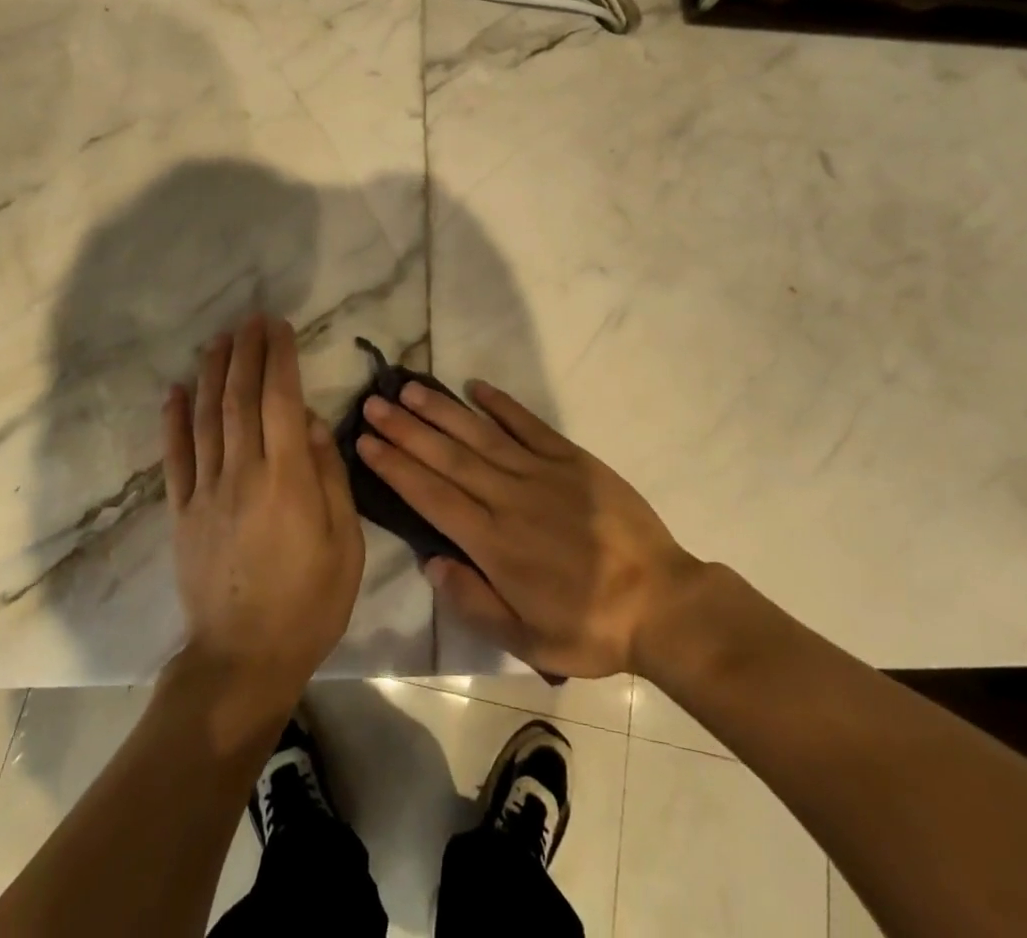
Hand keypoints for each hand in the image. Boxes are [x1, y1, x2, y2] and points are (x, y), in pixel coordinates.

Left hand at [163, 315, 363, 733]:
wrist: (243, 659)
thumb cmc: (309, 602)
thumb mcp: (345, 542)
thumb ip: (329, 476)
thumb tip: (310, 422)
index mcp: (287, 479)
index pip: (280, 400)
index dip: (279, 358)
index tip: (279, 326)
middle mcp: (242, 473)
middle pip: (240, 398)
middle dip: (246, 353)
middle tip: (250, 319)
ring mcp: (206, 491)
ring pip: (206, 418)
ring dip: (212, 373)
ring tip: (218, 339)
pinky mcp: (181, 512)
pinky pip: (174, 457)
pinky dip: (173, 420)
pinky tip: (175, 389)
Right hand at [358, 379, 701, 678]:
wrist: (661, 602)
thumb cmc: (590, 626)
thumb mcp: (526, 639)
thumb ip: (473, 601)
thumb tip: (430, 561)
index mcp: (493, 543)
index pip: (431, 496)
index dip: (395, 467)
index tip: (365, 441)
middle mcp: (509, 498)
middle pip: (447, 457)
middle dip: (406, 429)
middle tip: (374, 403)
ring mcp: (541, 473)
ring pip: (480, 435)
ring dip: (442, 410)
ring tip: (409, 388)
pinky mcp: (572, 459)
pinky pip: (529, 425)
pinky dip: (502, 404)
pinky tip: (476, 387)